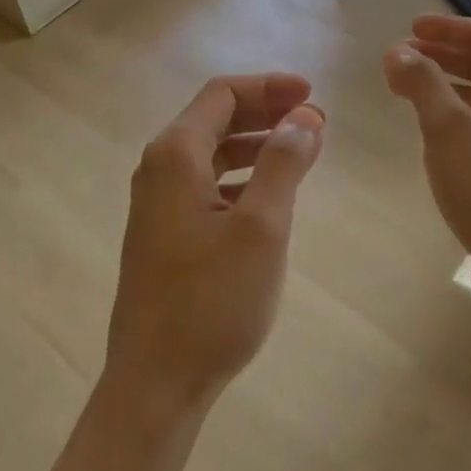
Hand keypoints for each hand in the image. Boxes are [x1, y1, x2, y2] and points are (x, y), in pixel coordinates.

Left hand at [105, 74, 324, 421]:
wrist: (156, 384)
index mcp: (175, 155)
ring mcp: (157, 203)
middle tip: (314, 121)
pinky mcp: (164, 232)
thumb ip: (284, 163)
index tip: (311, 95)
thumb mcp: (261, 228)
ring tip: (301, 153)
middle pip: (215, 119)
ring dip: (256, 145)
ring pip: (211, 153)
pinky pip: (206, 184)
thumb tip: (304, 116)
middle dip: (265, 112)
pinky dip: (241, 176)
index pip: (222, 94)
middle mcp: (159, 169)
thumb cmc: (211, 302)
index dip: (269, 87)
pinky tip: (269, 195)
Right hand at [383, 15, 470, 271]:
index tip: (410, 28)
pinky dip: (456, 112)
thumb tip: (397, 50)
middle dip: (443, 54)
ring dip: (447, 83)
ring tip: (410, 88)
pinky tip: (433, 130)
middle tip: (403, 56)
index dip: (446, 27)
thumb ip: (422, 81)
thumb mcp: (447, 126)